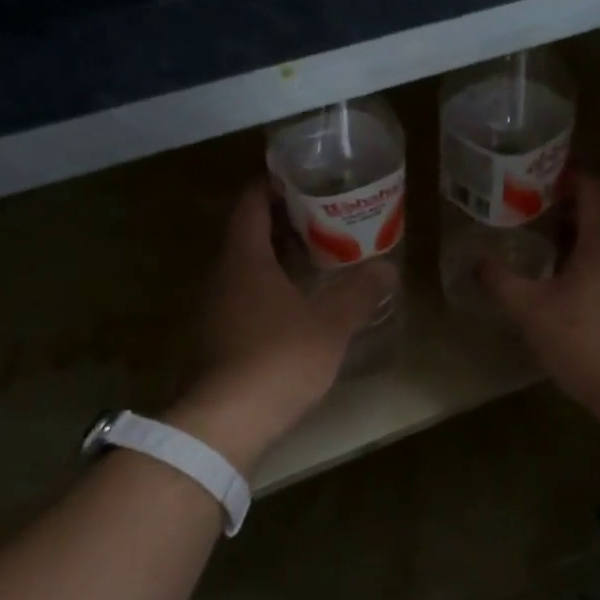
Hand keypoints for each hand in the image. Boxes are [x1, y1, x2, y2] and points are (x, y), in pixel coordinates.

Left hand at [167, 181, 396, 473]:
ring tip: (313, 259)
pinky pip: (241, 299)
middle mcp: (220, 277)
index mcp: (244, 260)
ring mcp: (212, 310)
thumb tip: (387, 269)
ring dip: (273, 260)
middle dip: (280, 224)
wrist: (228, 420)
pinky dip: (265, 291)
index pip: (250, 206)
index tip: (296, 179)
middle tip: (319, 219)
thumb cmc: (280, 358)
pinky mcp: (214, 340)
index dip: (269, 186)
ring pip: (243, 271)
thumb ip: (359, 294)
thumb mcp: (330, 324)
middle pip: (246, 236)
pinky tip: (293, 306)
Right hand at [480, 172, 599, 428]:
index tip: (527, 171)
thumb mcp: (532, 311)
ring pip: (596, 235)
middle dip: (557, 200)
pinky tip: (547, 273)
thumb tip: (474, 259)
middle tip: (516, 201)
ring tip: (525, 232)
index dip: (562, 172)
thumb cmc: (586, 341)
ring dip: (565, 229)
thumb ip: (501, 281)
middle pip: (593, 207)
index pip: (590, 185)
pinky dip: (574, 254)